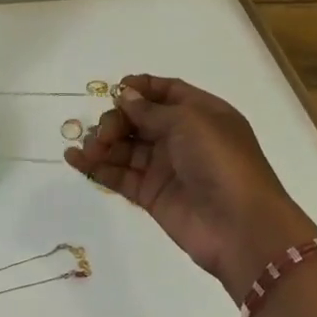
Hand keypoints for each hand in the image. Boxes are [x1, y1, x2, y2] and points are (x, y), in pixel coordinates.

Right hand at [65, 74, 314, 301]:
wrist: (241, 228)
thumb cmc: (221, 162)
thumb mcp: (189, 122)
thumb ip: (152, 111)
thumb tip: (126, 96)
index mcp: (201, 114)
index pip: (167, 92)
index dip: (141, 88)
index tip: (116, 89)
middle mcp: (183, 138)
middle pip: (140, 119)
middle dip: (117, 120)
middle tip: (105, 133)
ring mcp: (166, 168)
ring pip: (126, 147)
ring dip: (103, 143)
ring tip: (87, 149)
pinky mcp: (151, 195)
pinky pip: (120, 175)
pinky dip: (97, 167)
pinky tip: (75, 159)